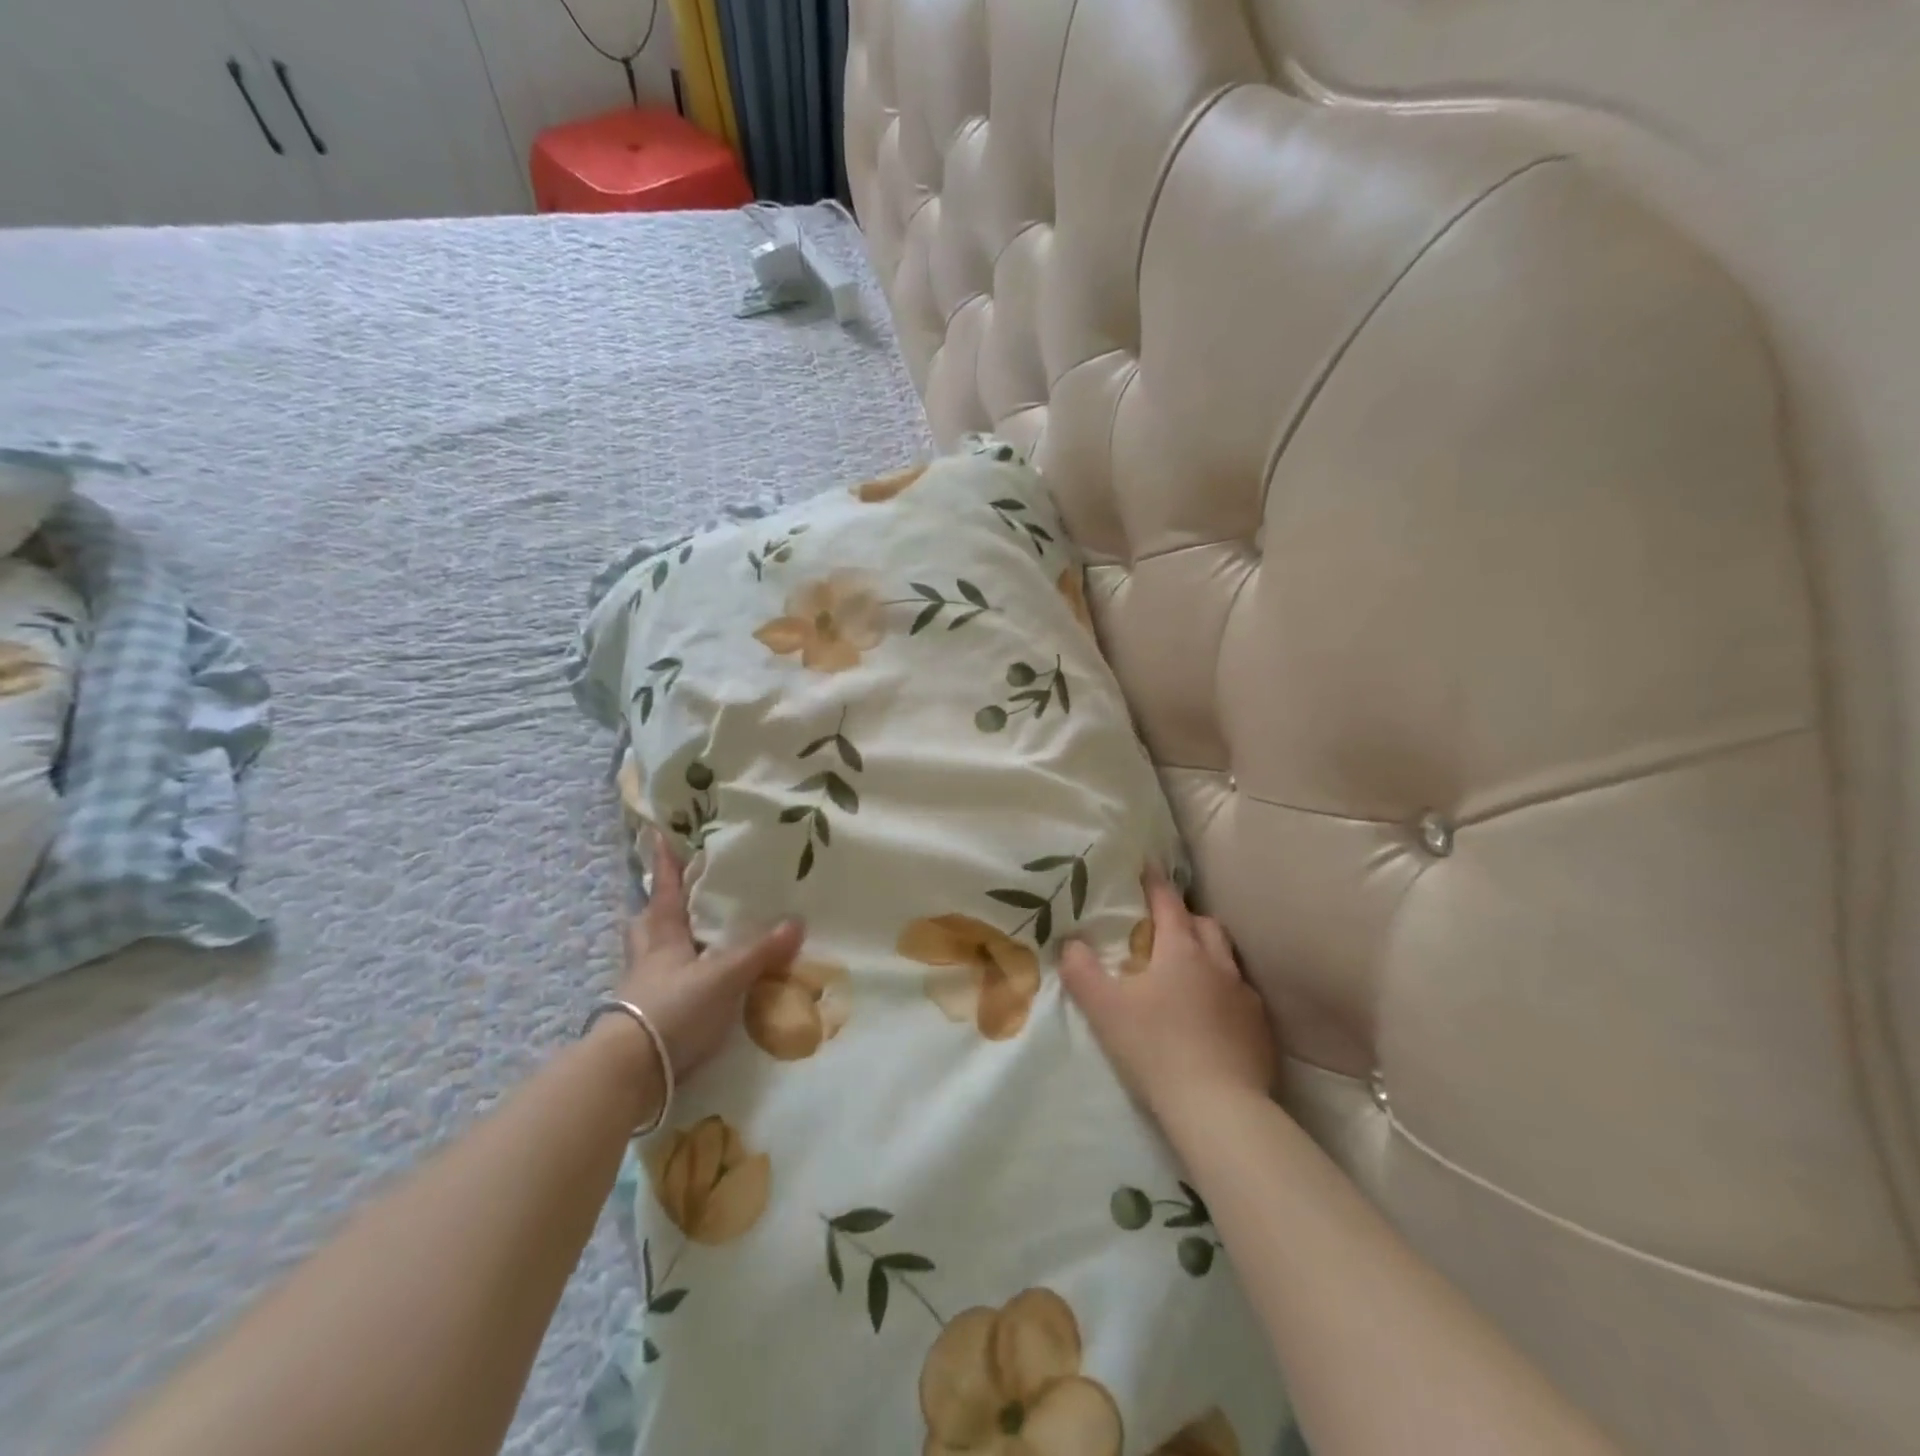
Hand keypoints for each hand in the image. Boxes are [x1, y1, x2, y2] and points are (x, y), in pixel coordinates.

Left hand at [618, 832, 804, 1079]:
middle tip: (671, 895)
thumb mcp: (725, 977)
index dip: (665, 864)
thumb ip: (761, 952)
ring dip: (660, 943)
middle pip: (646, 923)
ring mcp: (641, 990)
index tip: (658, 835)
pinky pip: (657, 987)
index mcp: (663, 936)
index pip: (665, 891)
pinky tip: (689, 986)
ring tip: (684, 938)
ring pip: (647, 955)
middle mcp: (647, 958)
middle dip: (656, 906)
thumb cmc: (674, 1009)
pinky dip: (670, 979)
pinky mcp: (643, 1021)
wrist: (629, 1071)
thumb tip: (798, 922)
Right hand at [1059, 867, 1277, 1119]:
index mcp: (1182, 951)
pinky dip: (1224, 993)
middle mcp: (1219, 964)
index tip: (1148, 865)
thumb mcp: (1104, 1009)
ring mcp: (1246, 997)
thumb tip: (1070, 943)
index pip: (1168, 904)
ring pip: (1228, 959)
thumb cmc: (1156, 1049)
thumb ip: (1081, 971)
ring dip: (1209, 954)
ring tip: (1189, 970)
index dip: (1155, 883)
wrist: (1219, 1109)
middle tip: (1165, 926)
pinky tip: (1212, 1016)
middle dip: (1186, 918)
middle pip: (1206, 925)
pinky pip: (1242, 996)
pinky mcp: (1262, 1030)